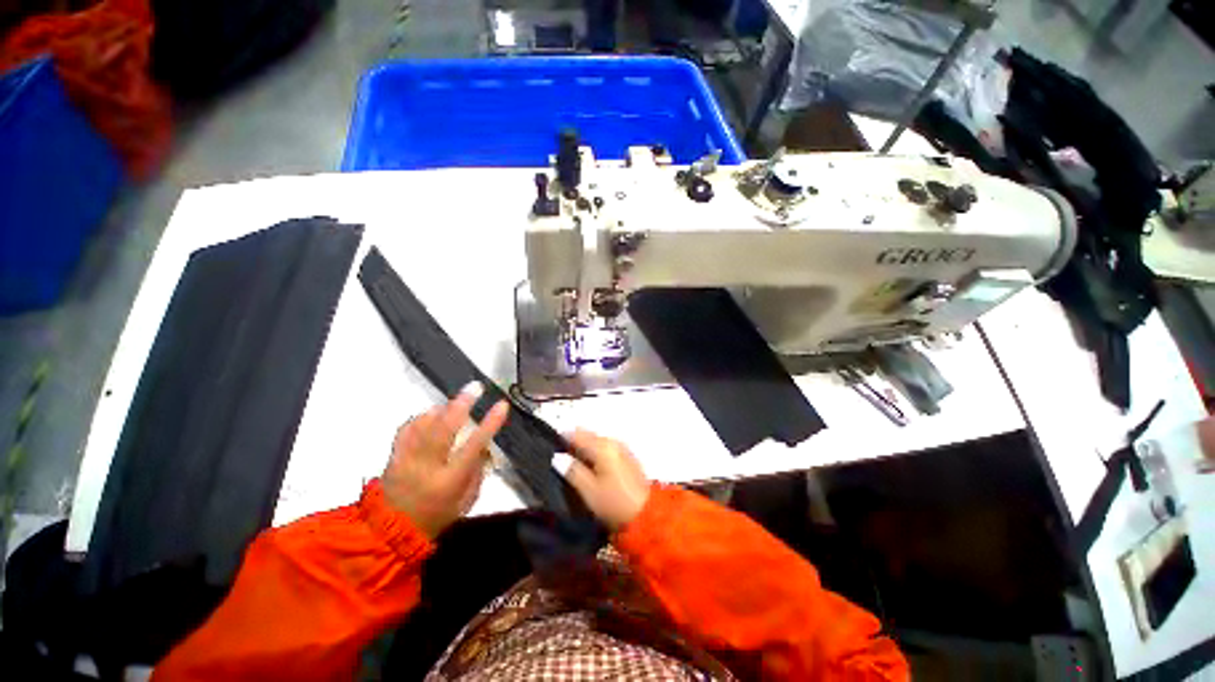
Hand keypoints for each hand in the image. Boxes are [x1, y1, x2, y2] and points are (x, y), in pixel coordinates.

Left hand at [382, 384, 509, 538]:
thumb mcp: (466, 501)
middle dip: (461, 404)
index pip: (473, 446)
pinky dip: (421, 417)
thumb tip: (485, 447)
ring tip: (455, 399)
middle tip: (475, 387)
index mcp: (449, 481)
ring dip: (442, 408)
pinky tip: (431, 413)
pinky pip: (407, 429)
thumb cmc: (436, 518)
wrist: (390, 533)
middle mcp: (427, 467)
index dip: (490, 424)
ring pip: (424, 425)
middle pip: (444, 429)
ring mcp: (407, 460)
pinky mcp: (394, 457)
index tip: (501, 405)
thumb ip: (476, 472)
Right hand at [560, 430, 650, 530]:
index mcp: (602, 446)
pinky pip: (607, 449)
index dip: (562, 440)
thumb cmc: (614, 503)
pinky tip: (594, 471)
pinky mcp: (628, 456)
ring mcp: (622, 448)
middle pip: (588, 436)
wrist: (648, 514)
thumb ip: (572, 471)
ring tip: (577, 470)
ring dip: (586, 451)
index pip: (577, 434)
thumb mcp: (588, 490)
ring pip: (598, 442)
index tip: (553, 452)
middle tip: (564, 464)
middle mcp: (613, 441)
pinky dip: (598, 455)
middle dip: (575, 446)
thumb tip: (558, 457)